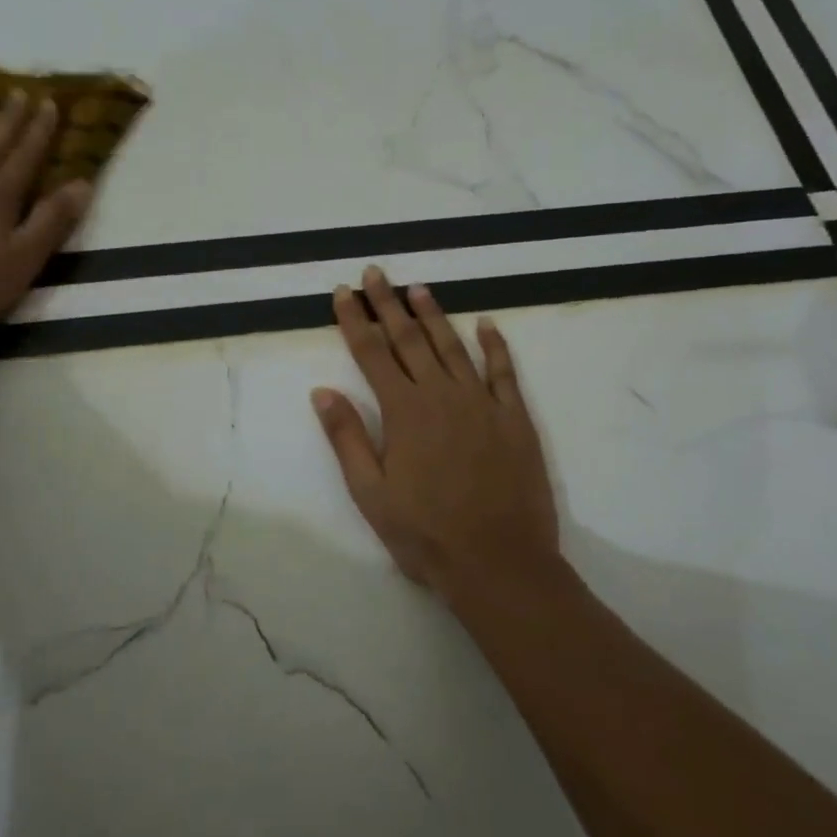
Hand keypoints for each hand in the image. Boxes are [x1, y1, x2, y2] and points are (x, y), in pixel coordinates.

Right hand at [312, 266, 560, 604]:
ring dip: (433, 315)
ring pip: (453, 346)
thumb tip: (322, 391)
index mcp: (404, 412)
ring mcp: (482, 403)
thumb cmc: (426, 534)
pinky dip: (495, 346)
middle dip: (388, 304)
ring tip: (418, 288)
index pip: (372, 353)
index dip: (355, 320)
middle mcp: (442, 395)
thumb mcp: (371, 493)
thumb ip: (347, 438)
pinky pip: (503, 372)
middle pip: (409, 339)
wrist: (499, 562)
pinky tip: (487, 325)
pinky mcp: (514, 418)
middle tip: (375, 273)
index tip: (343, 293)